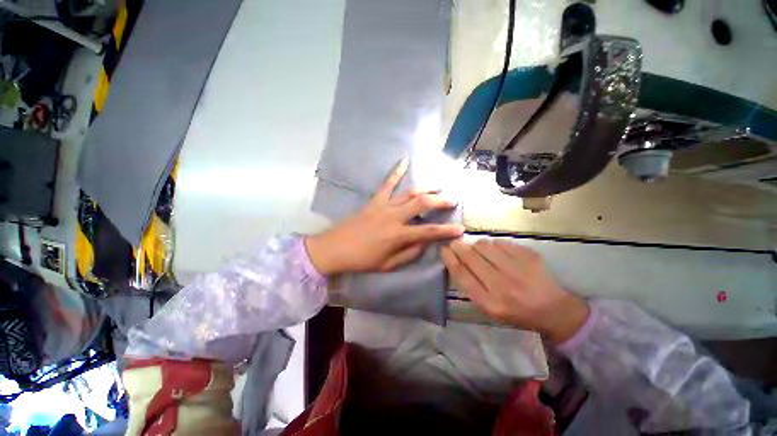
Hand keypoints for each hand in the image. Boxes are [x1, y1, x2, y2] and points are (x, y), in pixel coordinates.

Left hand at [305, 159, 464, 274]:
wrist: (335, 248)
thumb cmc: (362, 260)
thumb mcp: (388, 264)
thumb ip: (409, 253)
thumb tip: (425, 243)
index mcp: (398, 235)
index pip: (429, 231)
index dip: (446, 230)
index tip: (461, 228)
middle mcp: (394, 217)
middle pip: (422, 204)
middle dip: (441, 202)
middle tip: (453, 200)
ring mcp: (384, 206)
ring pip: (409, 192)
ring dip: (426, 188)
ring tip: (438, 187)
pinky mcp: (374, 200)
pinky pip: (387, 183)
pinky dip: (396, 171)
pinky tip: (404, 160)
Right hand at [441, 238, 588, 343]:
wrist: (554, 311)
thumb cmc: (515, 312)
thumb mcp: (489, 307)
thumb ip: (471, 286)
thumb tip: (456, 260)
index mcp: (489, 302)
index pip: (462, 274)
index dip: (449, 258)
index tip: (444, 249)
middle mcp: (502, 285)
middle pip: (470, 257)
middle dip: (458, 246)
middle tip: (455, 243)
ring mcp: (517, 269)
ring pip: (484, 245)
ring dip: (475, 245)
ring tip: (477, 249)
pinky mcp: (529, 257)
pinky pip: (500, 242)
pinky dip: (493, 244)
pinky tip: (496, 250)